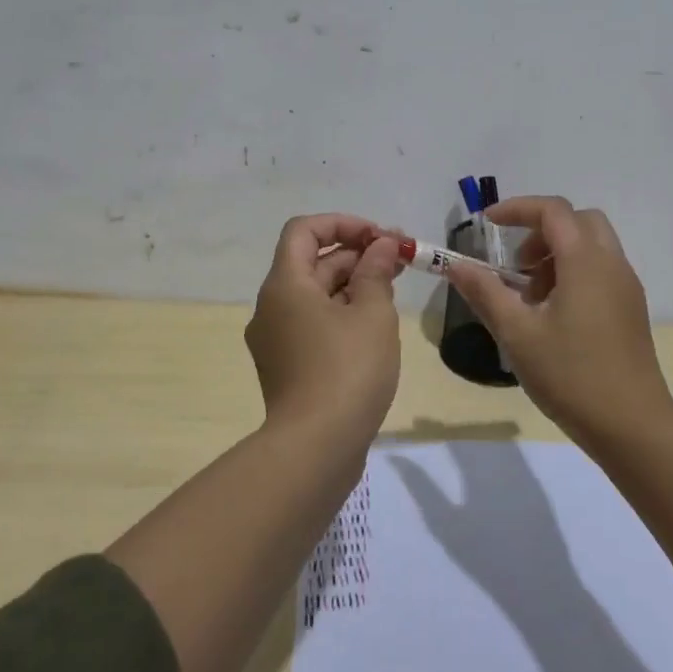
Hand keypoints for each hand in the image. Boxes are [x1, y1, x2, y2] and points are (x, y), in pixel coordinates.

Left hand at [245, 213, 404, 435]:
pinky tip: (375, 324)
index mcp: (285, 285)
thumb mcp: (372, 313)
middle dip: (357, 254)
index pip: (304, 230)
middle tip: (401, 260)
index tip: (380, 238)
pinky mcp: (287, 366)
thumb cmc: (347, 369)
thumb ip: (377, 272)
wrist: (316, 448)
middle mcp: (271, 306)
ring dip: (353, 283)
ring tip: (394, 288)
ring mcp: (276, 339)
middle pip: (312, 262)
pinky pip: (313, 324)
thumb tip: (381, 246)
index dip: (343, 223)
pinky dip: (342, 313)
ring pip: (315, 295)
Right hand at [446, 197, 672, 450]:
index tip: (487, 224)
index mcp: (586, 261)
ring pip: (591, 246)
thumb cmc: (571, 376)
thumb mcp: (517, 334)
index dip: (517, 209)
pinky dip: (573, 273)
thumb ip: (485, 293)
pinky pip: (601, 270)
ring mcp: (626, 287)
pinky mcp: (631, 310)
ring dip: (557, 254)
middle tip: (515, 265)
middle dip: (541, 231)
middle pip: (578, 221)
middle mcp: (612, 264)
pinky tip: (553, 316)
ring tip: (530, 298)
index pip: (552, 211)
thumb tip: (456, 265)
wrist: (632, 427)